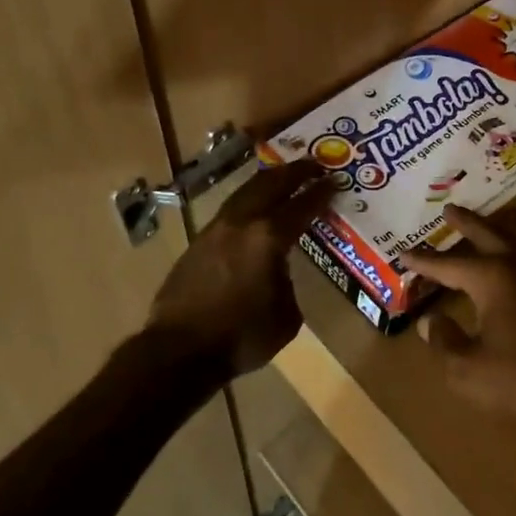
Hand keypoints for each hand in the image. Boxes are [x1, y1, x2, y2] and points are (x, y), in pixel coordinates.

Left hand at [148, 158, 334, 377]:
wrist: (179, 350)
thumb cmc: (241, 338)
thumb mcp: (285, 317)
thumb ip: (287, 282)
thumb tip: (280, 271)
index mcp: (268, 238)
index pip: (302, 206)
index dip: (321, 192)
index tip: (335, 180)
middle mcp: (242, 223)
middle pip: (270, 184)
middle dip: (295, 172)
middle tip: (313, 165)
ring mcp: (215, 229)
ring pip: (245, 192)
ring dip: (268, 181)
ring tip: (283, 177)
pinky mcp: (198, 242)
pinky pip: (229, 211)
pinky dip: (248, 201)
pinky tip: (254, 210)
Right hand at [401, 205, 515, 427]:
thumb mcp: (466, 368)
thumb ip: (444, 340)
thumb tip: (429, 321)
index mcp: (492, 277)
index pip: (448, 264)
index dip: (424, 262)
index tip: (403, 254)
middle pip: (487, 233)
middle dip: (465, 222)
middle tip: (448, 209)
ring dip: (497, 223)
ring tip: (486, 219)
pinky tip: (514, 250)